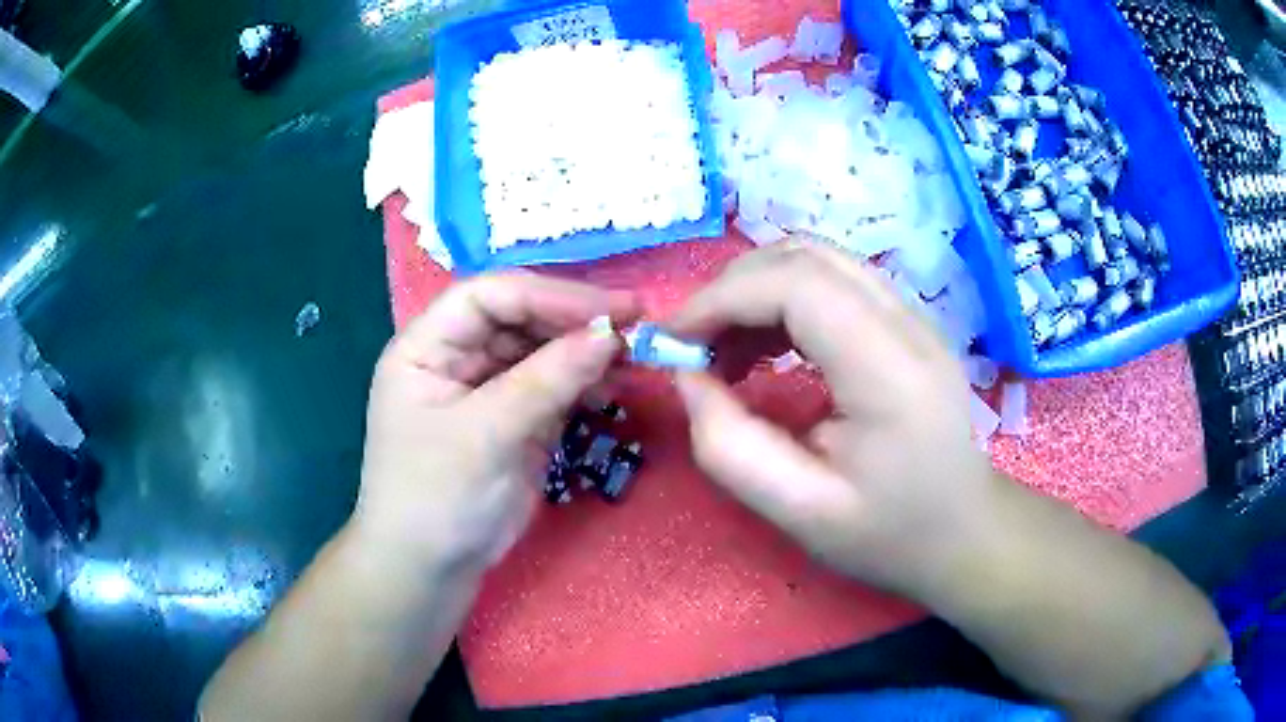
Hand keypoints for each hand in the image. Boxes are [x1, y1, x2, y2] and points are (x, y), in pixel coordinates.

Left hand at [352, 273, 635, 576]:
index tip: (608, 310)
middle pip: (521, 317)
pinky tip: (617, 385)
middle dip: (575, 321)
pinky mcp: (516, 418)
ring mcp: (489, 387)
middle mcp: (457, 356)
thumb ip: (546, 380)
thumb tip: (610, 334)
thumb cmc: (436, 497)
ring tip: (635, 356)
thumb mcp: (485, 435)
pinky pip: (555, 387)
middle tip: (637, 325)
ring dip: (587, 351)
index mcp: (427, 346)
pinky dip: (586, 383)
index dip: (548, 295)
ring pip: (543, 350)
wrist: (432, 569)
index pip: (490, 296)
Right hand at [669, 241, 998, 598]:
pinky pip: (833, 280)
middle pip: (805, 257)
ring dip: (756, 290)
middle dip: (732, 289)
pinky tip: (767, 347)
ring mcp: (912, 315)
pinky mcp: (906, 320)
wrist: (963, 530)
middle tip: (695, 347)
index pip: (797, 285)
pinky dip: (783, 299)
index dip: (723, 298)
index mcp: (889, 371)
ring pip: (817, 259)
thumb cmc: (889, 533)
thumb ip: (729, 446)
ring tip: (726, 350)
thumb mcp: (799, 512)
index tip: (674, 341)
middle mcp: (907, 323)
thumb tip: (686, 377)